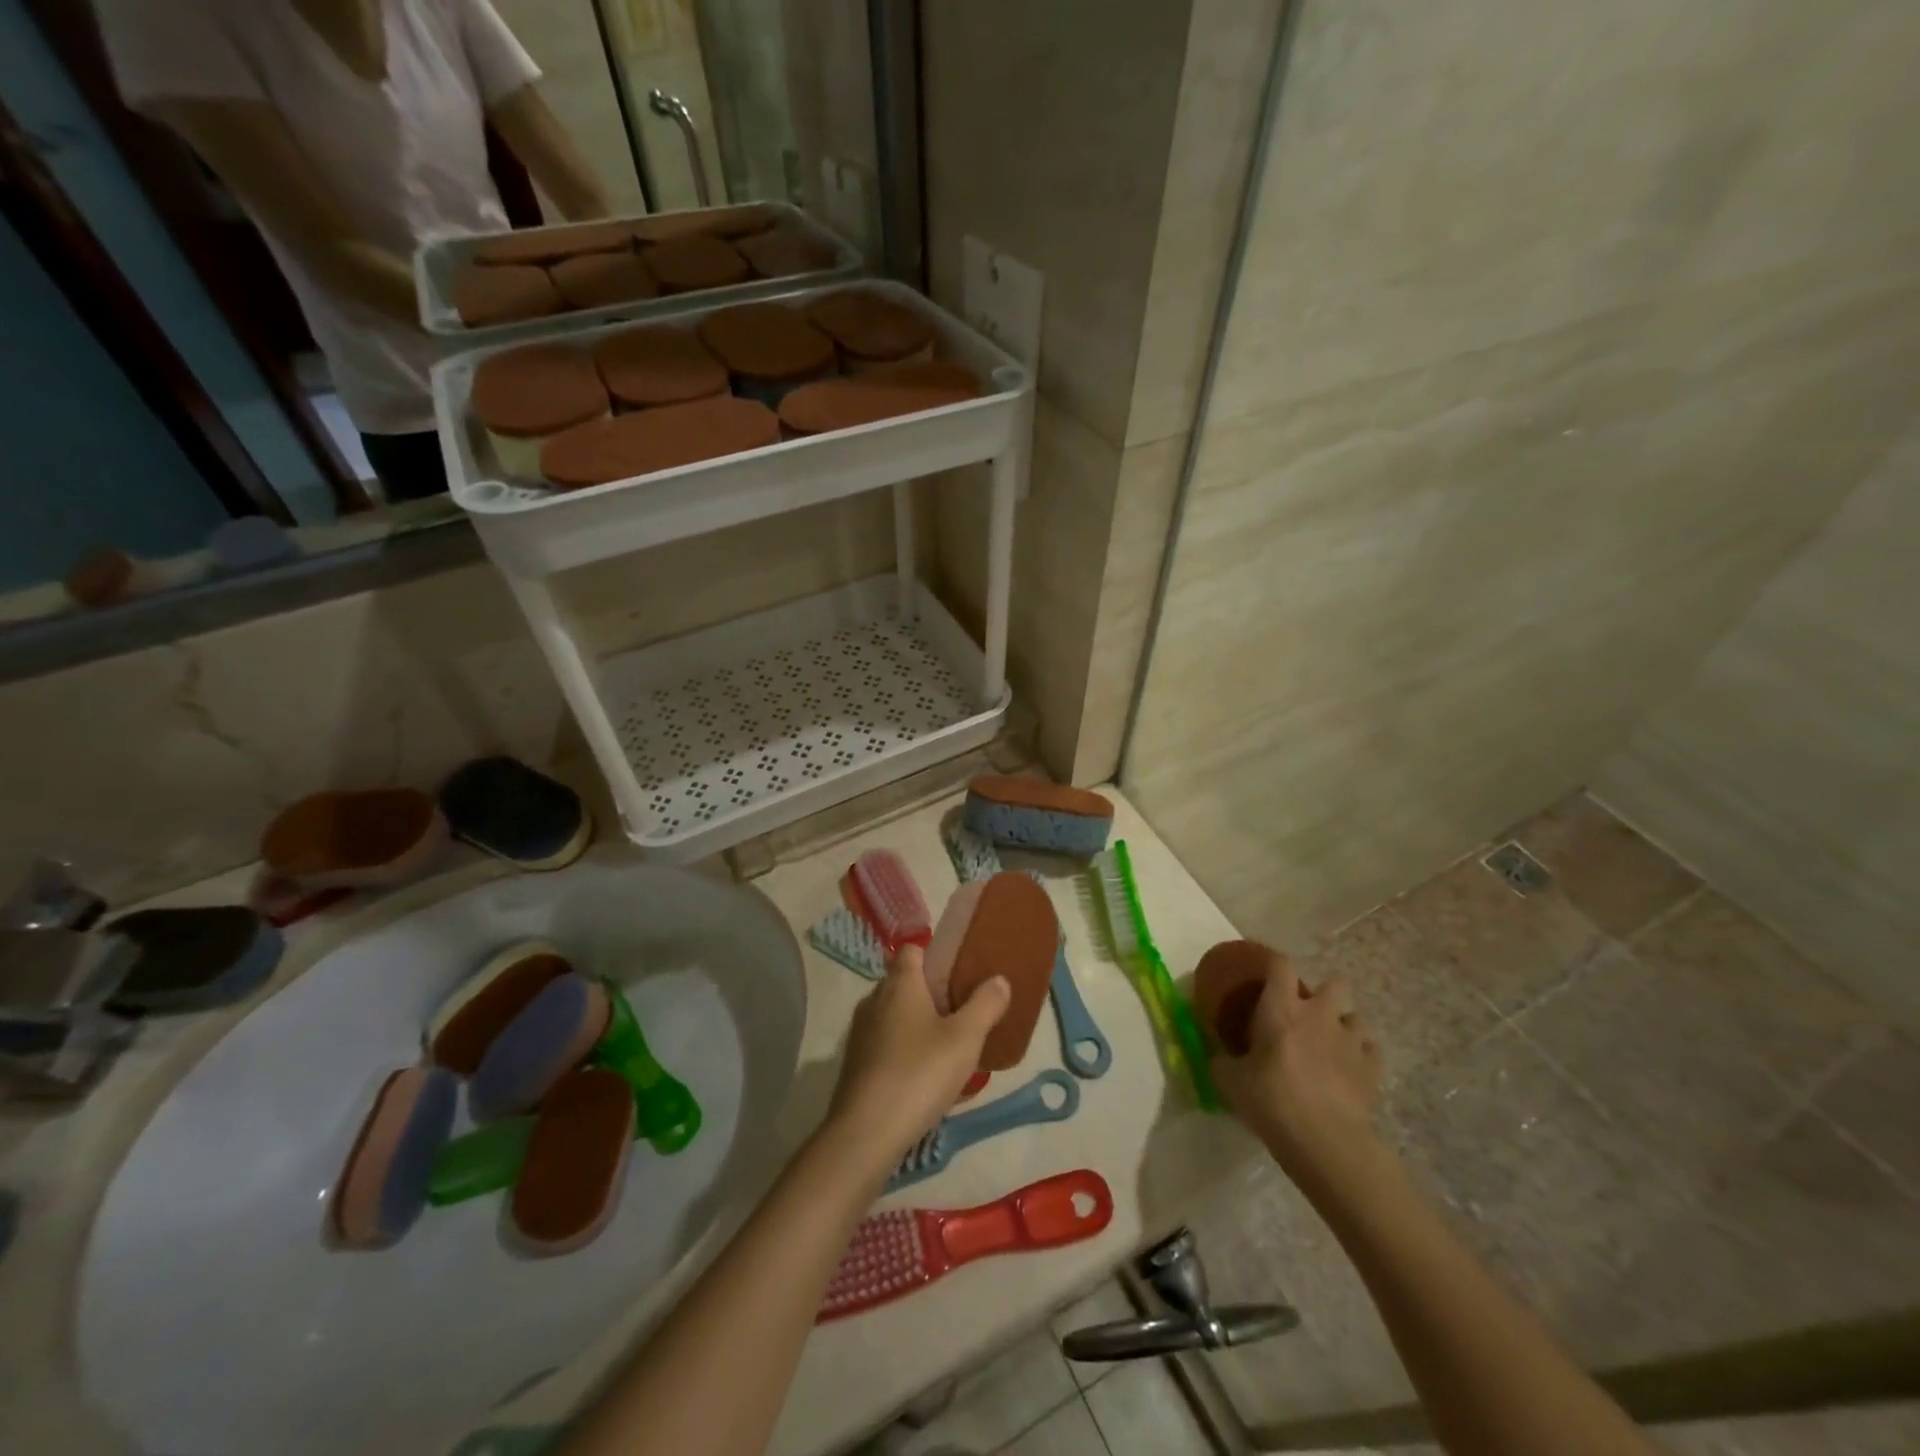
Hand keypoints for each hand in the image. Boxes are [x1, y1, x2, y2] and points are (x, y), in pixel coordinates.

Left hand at [826, 945, 1010, 1174]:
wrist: (866, 1132)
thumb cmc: (919, 1074)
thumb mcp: (965, 1039)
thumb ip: (985, 1005)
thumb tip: (999, 979)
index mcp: (900, 983)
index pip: (914, 949)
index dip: (937, 956)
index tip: (961, 974)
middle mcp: (875, 999)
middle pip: (906, 982)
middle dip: (933, 993)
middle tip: (964, 1013)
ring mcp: (861, 1031)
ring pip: (896, 1014)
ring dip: (920, 1024)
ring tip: (950, 1047)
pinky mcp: (856, 1062)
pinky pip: (886, 1042)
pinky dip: (905, 1049)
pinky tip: (926, 1076)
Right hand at [1210, 957, 1382, 1185]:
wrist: (1326, 1141)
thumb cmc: (1272, 1101)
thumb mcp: (1231, 1082)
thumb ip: (1223, 1062)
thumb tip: (1218, 1058)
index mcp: (1281, 1009)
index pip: (1281, 964)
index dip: (1274, 963)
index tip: (1266, 975)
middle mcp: (1319, 1014)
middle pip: (1334, 982)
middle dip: (1324, 993)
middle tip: (1307, 1014)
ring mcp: (1350, 1039)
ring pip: (1355, 1017)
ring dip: (1344, 1026)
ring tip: (1331, 1045)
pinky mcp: (1373, 1067)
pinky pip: (1370, 1049)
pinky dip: (1361, 1055)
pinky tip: (1349, 1070)